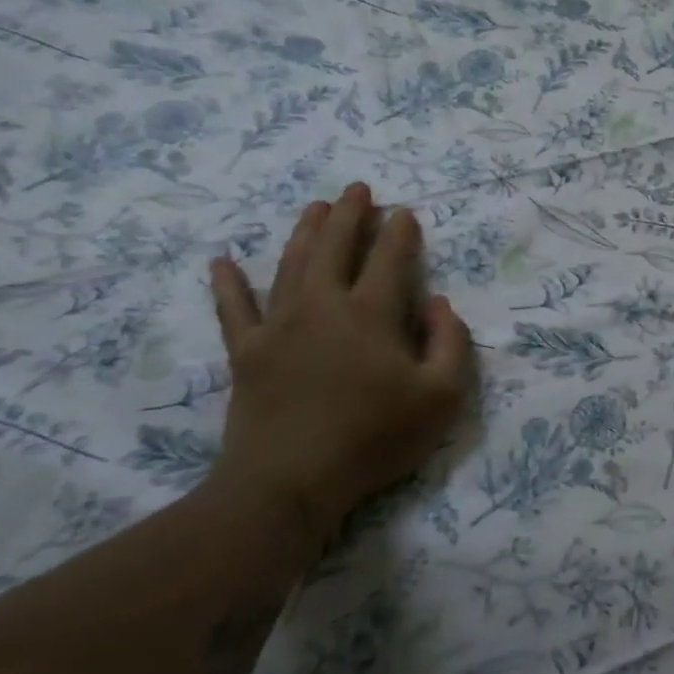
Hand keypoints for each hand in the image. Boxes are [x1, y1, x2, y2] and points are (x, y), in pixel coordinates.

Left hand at [208, 183, 475, 552]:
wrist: (289, 483)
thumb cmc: (376, 437)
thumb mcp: (443, 396)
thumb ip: (452, 343)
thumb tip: (440, 304)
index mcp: (371, 315)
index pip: (390, 260)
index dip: (400, 233)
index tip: (405, 212)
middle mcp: (322, 307)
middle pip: (334, 248)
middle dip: (348, 215)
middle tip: (357, 189)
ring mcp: (278, 328)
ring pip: (290, 266)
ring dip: (303, 232)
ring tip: (313, 207)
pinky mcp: (246, 353)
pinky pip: (234, 309)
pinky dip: (228, 284)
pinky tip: (222, 261)